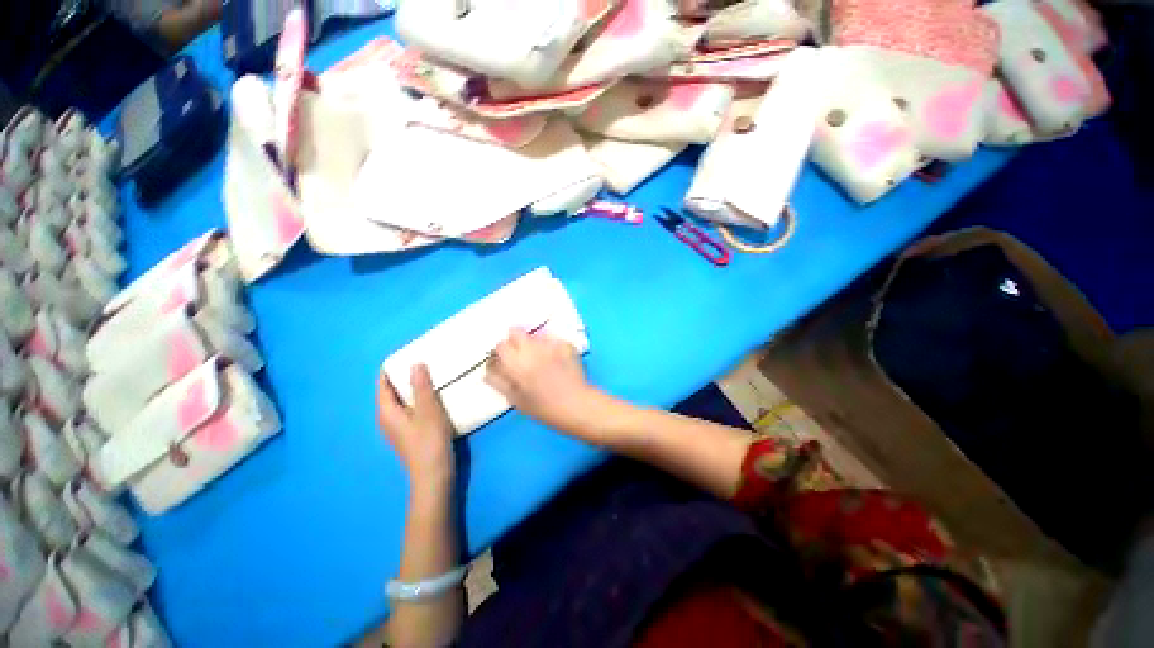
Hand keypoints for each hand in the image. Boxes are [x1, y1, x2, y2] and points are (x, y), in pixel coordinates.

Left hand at [377, 365, 455, 484]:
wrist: (433, 474)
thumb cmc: (429, 441)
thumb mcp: (428, 410)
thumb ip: (422, 386)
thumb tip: (415, 363)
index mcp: (386, 411)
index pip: (383, 383)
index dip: (392, 367)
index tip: (409, 352)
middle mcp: (387, 418)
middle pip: (391, 391)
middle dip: (404, 375)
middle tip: (424, 360)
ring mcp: (397, 427)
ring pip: (402, 400)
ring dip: (413, 386)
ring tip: (431, 374)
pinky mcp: (409, 433)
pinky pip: (410, 408)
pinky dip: (418, 398)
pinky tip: (434, 395)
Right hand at [485, 330, 605, 440]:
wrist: (577, 405)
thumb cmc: (544, 409)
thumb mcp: (516, 400)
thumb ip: (499, 383)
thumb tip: (487, 371)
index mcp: (516, 363)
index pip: (500, 346)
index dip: (501, 353)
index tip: (505, 361)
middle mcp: (531, 349)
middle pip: (515, 331)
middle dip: (515, 340)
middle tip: (520, 355)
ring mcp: (550, 345)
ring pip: (534, 333)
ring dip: (533, 342)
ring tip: (539, 356)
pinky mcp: (565, 344)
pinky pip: (553, 338)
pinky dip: (551, 344)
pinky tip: (555, 356)